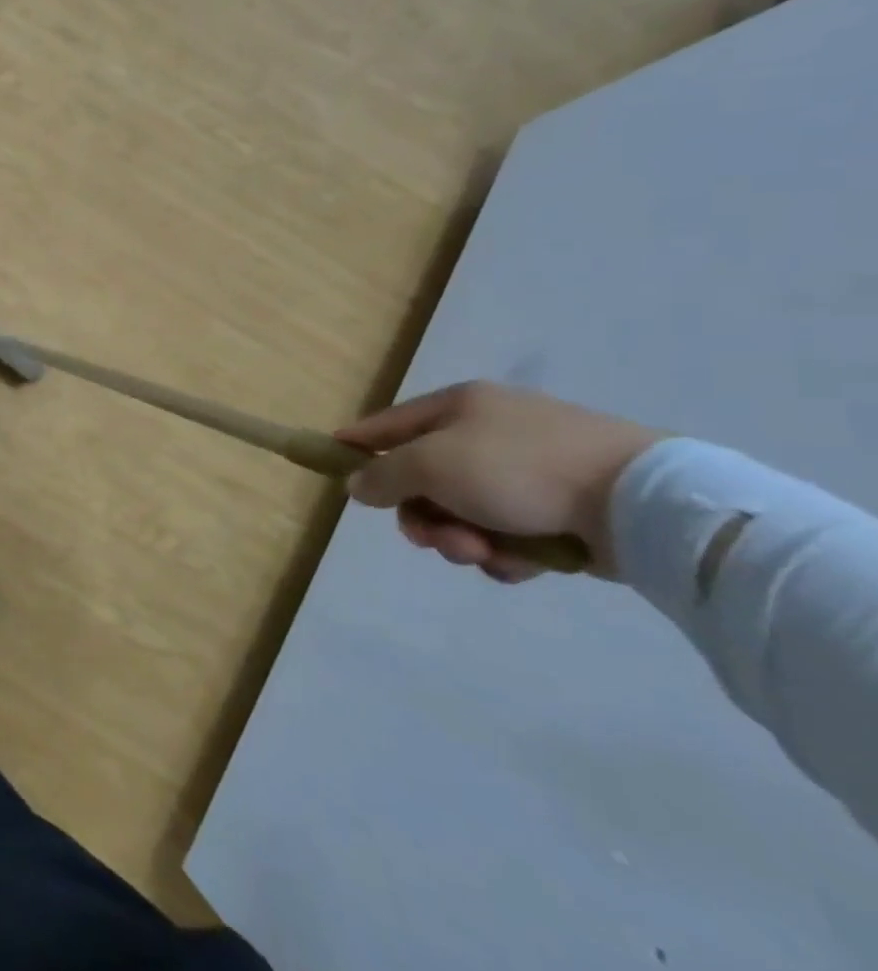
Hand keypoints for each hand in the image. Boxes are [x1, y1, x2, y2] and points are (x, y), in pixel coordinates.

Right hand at [334, 382, 663, 582]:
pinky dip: (506, 552)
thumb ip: (384, 475)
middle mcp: (489, 432)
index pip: (389, 424)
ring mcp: (529, 470)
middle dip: (424, 516)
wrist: (639, 501)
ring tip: (486, 555)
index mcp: (459, 407)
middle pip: (426, 479)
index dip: (358, 443)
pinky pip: (508, 533)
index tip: (331, 462)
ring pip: (465, 512)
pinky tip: (520, 563)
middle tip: (433, 540)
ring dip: (463, 539)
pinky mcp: (562, 509)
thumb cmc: (518, 468)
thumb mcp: (432, 465)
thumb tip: (357, 484)